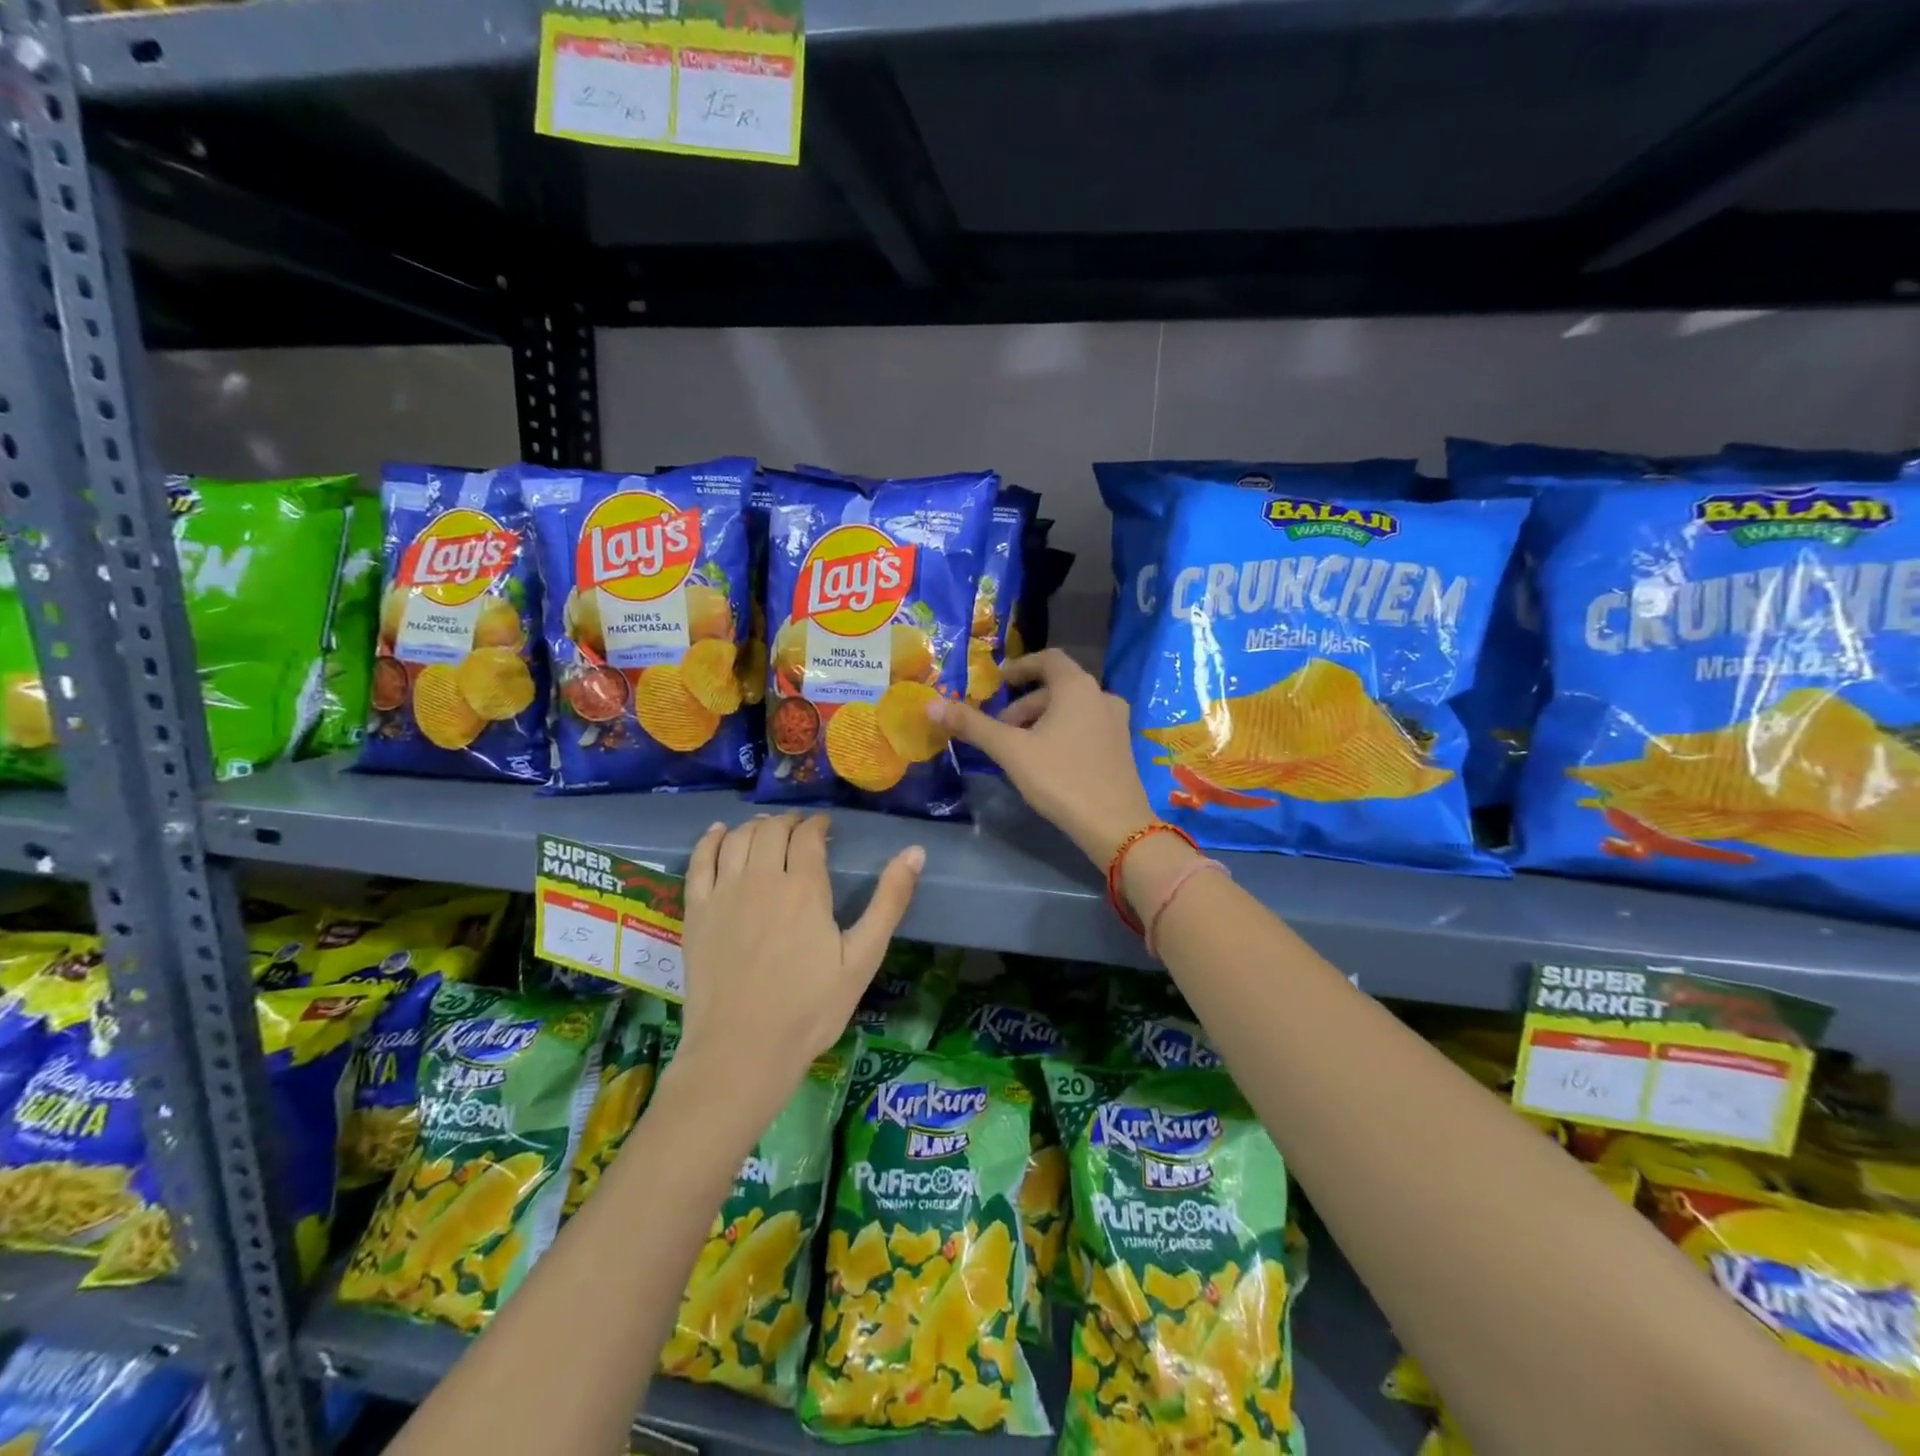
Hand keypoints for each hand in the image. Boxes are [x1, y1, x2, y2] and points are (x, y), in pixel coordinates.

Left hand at [679, 813, 921, 1109]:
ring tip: (767, 829)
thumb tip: (916, 851)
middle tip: (800, 829)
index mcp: (804, 887)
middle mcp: (760, 878)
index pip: (808, 836)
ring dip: (754, 826)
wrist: (742, 1052)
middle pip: (771, 830)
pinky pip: (699, 861)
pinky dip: (709, 840)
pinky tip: (717, 832)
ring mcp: (723, 894)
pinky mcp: (696, 913)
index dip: (818, 824)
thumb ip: (889, 902)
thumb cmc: (810, 1009)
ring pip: (736, 839)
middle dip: (789, 822)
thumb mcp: (862, 959)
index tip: (825, 826)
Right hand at [931, 649, 1157, 865]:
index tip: (998, 682)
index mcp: (1077, 686)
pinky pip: (1086, 727)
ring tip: (1018, 750)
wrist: (1115, 825)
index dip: (1020, 667)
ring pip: (1071, 710)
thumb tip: (931, 705)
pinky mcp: (1121, 747)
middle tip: (1000, 731)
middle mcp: (1102, 695)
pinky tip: (1047, 763)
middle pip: (1057, 688)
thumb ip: (973, 725)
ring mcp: (1116, 722)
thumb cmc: (1061, 778)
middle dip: (1024, 705)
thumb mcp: (1011, 751)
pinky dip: (1062, 733)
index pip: (1047, 659)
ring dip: (1042, 721)